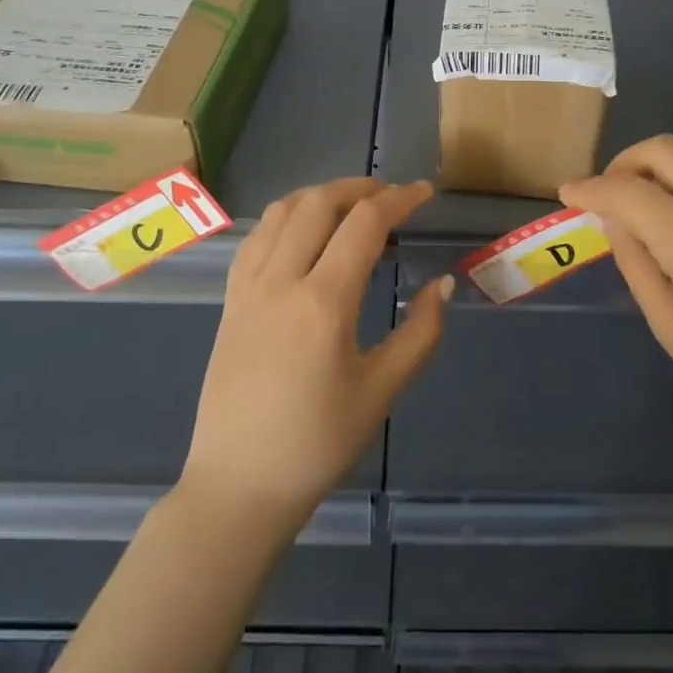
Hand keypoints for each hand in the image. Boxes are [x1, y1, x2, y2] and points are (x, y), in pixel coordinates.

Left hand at [180, 178, 451, 534]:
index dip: (400, 199)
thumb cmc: (318, 443)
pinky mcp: (230, 301)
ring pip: (282, 211)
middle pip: (319, 202)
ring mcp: (248, 288)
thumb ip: (420, 332)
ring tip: (350, 208)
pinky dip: (287, 217)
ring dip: (320, 196)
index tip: (425, 193)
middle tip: (391, 198)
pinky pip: (257, 237)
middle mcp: (281, 280)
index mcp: (323, 302)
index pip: (364, 223)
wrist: (239, 485)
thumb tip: (442, 284)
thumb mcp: (382, 391)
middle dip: (360, 187)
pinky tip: (304, 234)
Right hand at [561, 131, 672, 467]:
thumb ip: (635, 262)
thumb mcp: (670, 328)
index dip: (589, 188)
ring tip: (655, 185)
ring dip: (668, 153)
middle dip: (624, 163)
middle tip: (609, 193)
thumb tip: (612, 217)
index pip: (626, 192)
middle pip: (664, 150)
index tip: (568, 193)